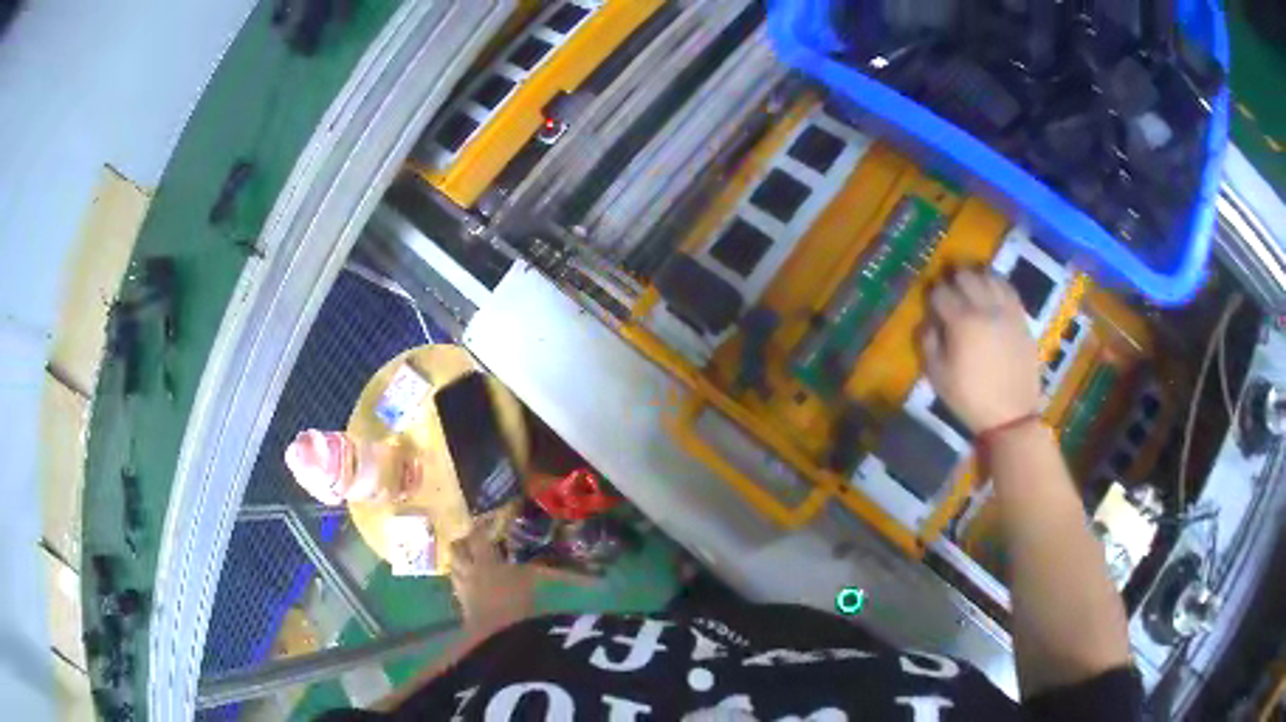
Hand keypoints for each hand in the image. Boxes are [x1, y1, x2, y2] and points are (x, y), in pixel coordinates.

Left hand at [449, 521, 536, 633]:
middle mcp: (470, 571)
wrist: (496, 635)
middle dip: (461, 544)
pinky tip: (472, 587)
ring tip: (469, 562)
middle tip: (471, 542)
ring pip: (454, 569)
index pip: (477, 537)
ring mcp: (464, 589)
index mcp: (485, 560)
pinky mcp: (463, 608)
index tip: (484, 522)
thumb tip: (558, 563)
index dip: (479, 528)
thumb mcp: (533, 582)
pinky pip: (458, 589)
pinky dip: (463, 584)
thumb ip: (542, 570)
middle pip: (456, 550)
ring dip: (459, 563)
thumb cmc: (516, 602)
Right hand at [921, 269, 1041, 433]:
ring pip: (989, 277)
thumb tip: (928, 323)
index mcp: (961, 323)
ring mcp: (1006, 311)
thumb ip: (928, 344)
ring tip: (971, 289)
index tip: (931, 304)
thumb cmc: (970, 399)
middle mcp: (984, 308)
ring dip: (976, 278)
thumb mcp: (938, 377)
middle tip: (950, 293)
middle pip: (965, 277)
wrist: (1011, 415)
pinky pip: (1009, 289)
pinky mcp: (1021, 318)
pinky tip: (992, 292)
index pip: (941, 293)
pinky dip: (997, 284)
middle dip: (953, 281)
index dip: (932, 295)